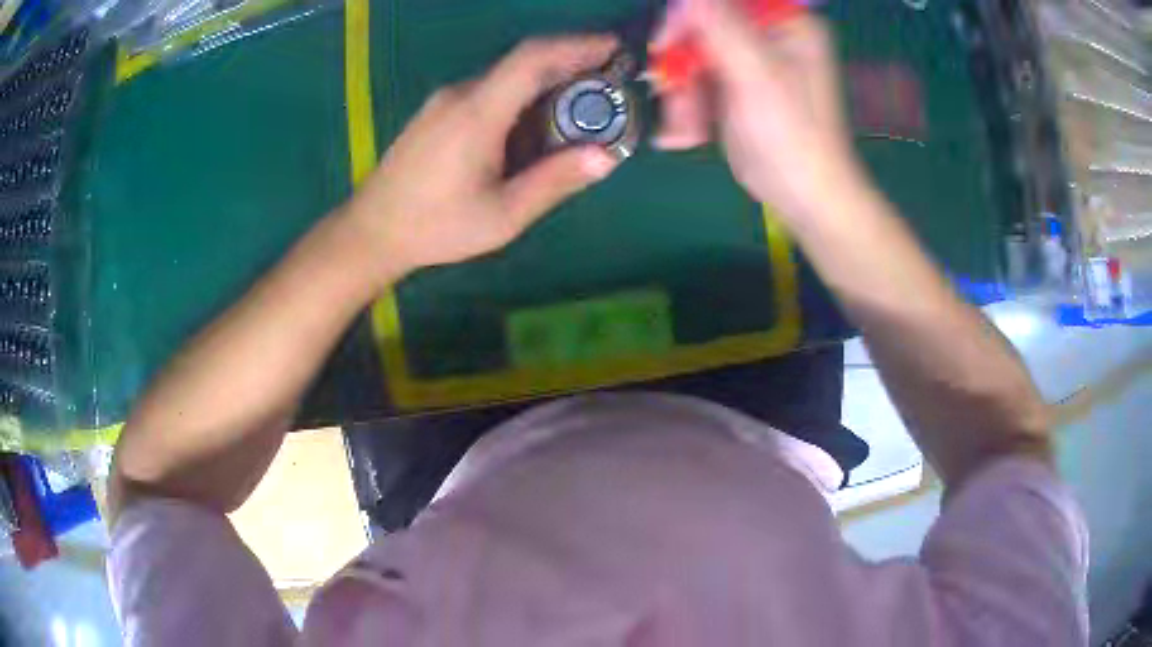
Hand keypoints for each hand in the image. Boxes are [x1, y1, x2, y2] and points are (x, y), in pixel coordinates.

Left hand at [347, 35, 621, 279]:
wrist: (371, 230)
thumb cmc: (436, 227)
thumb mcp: (502, 215)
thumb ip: (554, 182)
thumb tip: (606, 157)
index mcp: (477, 113)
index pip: (532, 58)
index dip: (577, 45)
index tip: (614, 48)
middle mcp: (461, 94)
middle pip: (523, 62)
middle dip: (571, 64)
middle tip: (610, 85)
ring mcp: (445, 100)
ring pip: (507, 77)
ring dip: (547, 82)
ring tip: (580, 108)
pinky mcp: (438, 111)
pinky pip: (490, 91)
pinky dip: (522, 96)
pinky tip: (534, 124)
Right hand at [653, 0, 862, 222]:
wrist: (804, 196)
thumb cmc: (792, 138)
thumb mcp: (758, 78)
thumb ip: (724, 29)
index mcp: (786, 25)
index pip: (723, 2)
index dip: (688, 17)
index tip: (666, 44)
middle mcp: (769, 37)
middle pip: (704, 29)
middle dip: (684, 68)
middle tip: (671, 96)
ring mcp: (752, 63)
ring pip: (695, 58)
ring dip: (683, 95)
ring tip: (686, 132)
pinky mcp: (738, 87)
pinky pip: (699, 82)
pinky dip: (689, 108)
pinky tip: (689, 135)